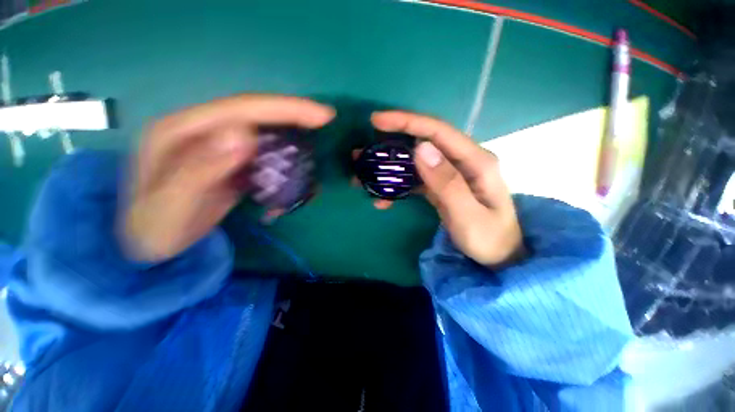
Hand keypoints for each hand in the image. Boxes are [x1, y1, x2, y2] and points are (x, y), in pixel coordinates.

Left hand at [122, 95, 334, 260]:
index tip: (321, 115)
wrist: (149, 241)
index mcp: (180, 131)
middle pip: (255, 114)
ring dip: (290, 136)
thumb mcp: (170, 204)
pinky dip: (282, 158)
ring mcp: (216, 146)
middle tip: (325, 119)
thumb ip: (201, 169)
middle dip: (293, 114)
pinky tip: (295, 169)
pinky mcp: (228, 161)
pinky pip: (261, 153)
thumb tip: (245, 135)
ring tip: (313, 147)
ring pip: (261, 132)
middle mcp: (200, 130)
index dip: (284, 109)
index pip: (241, 109)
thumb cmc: (153, 228)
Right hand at [371, 111, 525, 268]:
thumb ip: (446, 182)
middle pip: (422, 142)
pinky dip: (398, 186)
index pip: (437, 131)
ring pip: (415, 162)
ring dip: (390, 168)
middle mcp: (462, 161)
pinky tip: (384, 198)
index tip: (377, 121)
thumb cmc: (488, 239)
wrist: (498, 256)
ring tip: (365, 176)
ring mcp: (451, 173)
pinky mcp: (441, 185)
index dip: (407, 122)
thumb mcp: (467, 215)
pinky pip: (416, 180)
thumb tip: (421, 148)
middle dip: (391, 145)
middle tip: (362, 153)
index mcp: (475, 161)